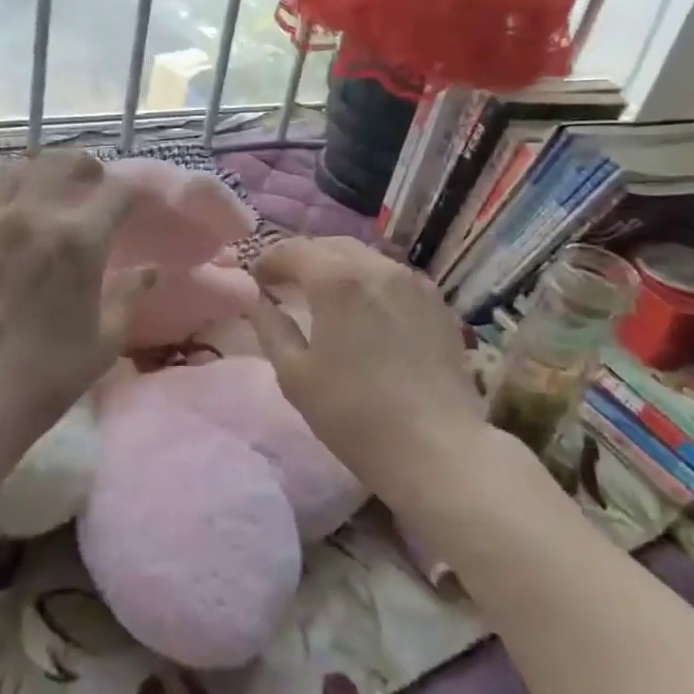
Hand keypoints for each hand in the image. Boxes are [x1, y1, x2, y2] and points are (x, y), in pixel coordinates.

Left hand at [0, 153, 153, 463]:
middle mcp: (31, 212)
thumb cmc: (44, 378)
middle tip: (89, 181)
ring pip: (14, 168)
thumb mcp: (103, 341)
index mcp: (79, 239)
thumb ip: (128, 296)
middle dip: (84, 167)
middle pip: (63, 163)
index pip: (116, 191)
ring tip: (40, 189)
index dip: (129, 192)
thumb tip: (149, 270)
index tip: (130, 202)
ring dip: (37, 172)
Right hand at [248, 237, 480, 487]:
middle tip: (286, 283)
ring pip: (367, 258)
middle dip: (304, 259)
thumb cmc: (353, 413)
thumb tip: (258, 302)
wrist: (434, 447)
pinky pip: (394, 278)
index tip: (256, 279)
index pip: (294, 250)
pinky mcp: (438, 303)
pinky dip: (370, 283)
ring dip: (339, 268)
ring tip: (325, 296)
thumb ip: (271, 328)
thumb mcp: (295, 375)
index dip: (269, 260)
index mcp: (337, 279)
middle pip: (332, 246)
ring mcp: (414, 282)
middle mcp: (378, 267)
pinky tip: (366, 310)